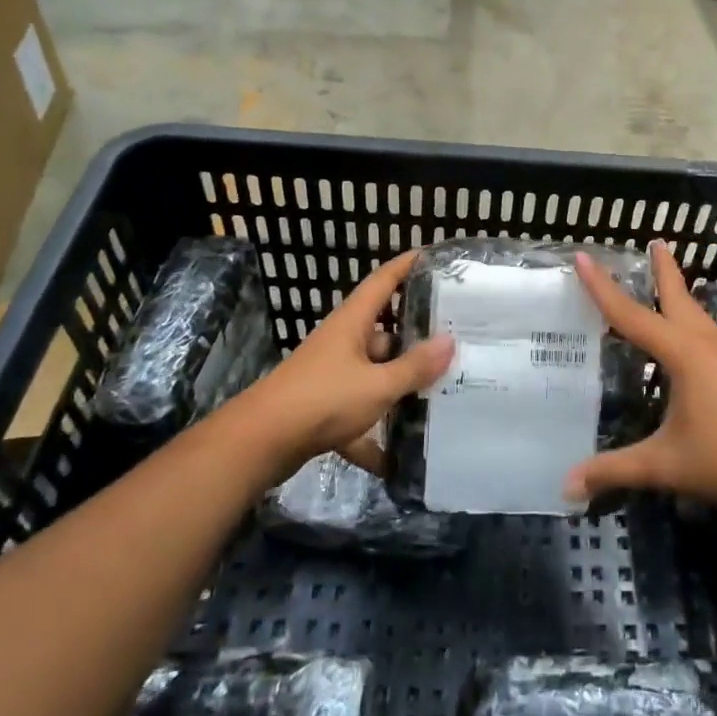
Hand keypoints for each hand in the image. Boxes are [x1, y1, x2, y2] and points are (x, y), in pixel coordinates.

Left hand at [236, 249, 451, 479]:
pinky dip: (376, 434)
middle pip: (385, 332)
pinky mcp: (324, 407)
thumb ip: (414, 367)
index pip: (383, 282)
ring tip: (441, 393)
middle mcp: (342, 343)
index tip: (433, 256)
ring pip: (375, 374)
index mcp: (353, 323)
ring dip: (400, 385)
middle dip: (417, 338)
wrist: (259, 444)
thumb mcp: (377, 384)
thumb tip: (449, 342)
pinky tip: (398, 459)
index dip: (406, 266)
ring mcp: (332, 375)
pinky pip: (360, 412)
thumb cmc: (322, 399)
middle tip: (457, 340)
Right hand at [564, 241, 716, 516]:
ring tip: (664, 281)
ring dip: (678, 292)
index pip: (632, 315)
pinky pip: (706, 329)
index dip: (602, 288)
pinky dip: (689, 318)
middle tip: (654, 242)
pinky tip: (689, 333)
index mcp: (683, 354)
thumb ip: (614, 470)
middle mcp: (705, 343)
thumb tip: (567, 486)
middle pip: (677, 297)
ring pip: (696, 312)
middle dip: (663, 269)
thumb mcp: (664, 464)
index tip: (583, 257)